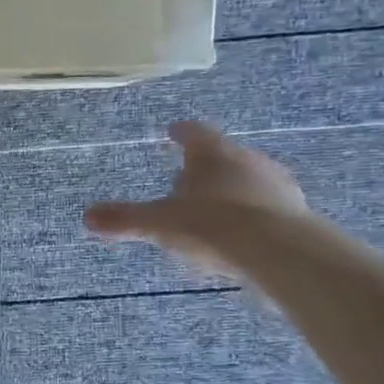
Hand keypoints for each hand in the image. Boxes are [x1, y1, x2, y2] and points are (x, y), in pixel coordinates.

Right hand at [85, 120, 307, 274]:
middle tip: (189, 177)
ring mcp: (277, 185)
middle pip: (224, 155)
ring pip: (249, 180)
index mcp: (212, 154)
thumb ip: (125, 219)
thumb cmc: (212, 225)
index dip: (181, 132)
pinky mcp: (296, 212)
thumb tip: (87, 216)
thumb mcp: (160, 224)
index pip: (194, 133)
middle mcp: (248, 160)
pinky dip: (253, 214)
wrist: (279, 252)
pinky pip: (268, 207)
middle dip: (207, 166)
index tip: (173, 131)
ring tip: (216, 208)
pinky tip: (243, 233)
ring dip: (232, 190)